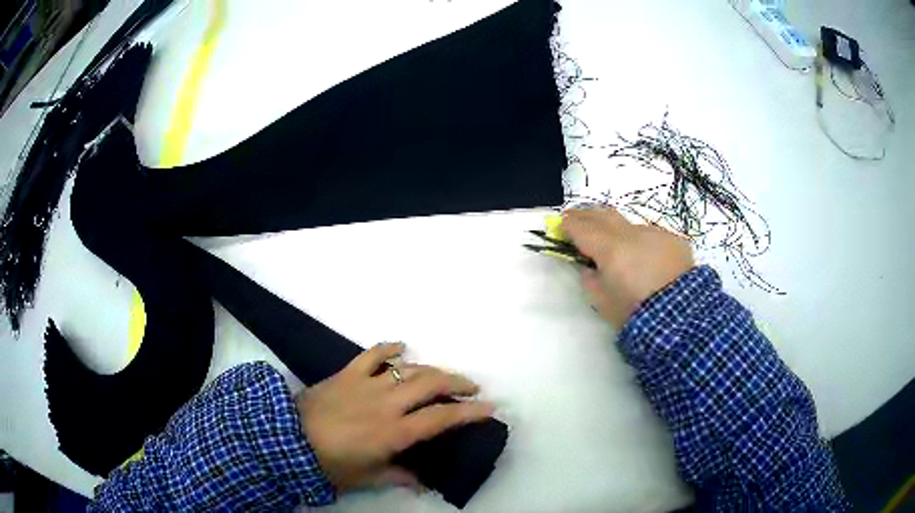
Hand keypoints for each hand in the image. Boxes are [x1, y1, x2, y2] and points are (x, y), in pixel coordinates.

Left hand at [296, 343, 493, 492]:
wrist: (286, 439)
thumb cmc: (329, 464)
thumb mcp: (366, 478)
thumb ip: (397, 476)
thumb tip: (422, 482)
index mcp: (393, 432)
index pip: (440, 419)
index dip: (468, 413)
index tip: (489, 408)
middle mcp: (386, 404)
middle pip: (430, 384)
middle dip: (457, 383)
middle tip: (471, 388)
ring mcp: (366, 384)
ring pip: (408, 368)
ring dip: (431, 369)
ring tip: (443, 375)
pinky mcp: (347, 373)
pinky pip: (372, 354)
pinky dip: (389, 348)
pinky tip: (402, 347)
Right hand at [562, 208, 693, 326]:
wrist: (682, 315)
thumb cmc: (635, 313)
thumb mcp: (602, 302)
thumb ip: (589, 279)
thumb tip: (588, 265)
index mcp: (609, 249)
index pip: (581, 227)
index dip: (568, 224)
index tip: (560, 225)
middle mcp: (631, 234)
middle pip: (603, 215)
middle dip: (586, 214)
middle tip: (576, 217)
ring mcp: (654, 233)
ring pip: (629, 225)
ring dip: (617, 229)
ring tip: (613, 241)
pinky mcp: (673, 240)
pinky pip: (651, 236)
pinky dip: (642, 243)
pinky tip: (646, 258)